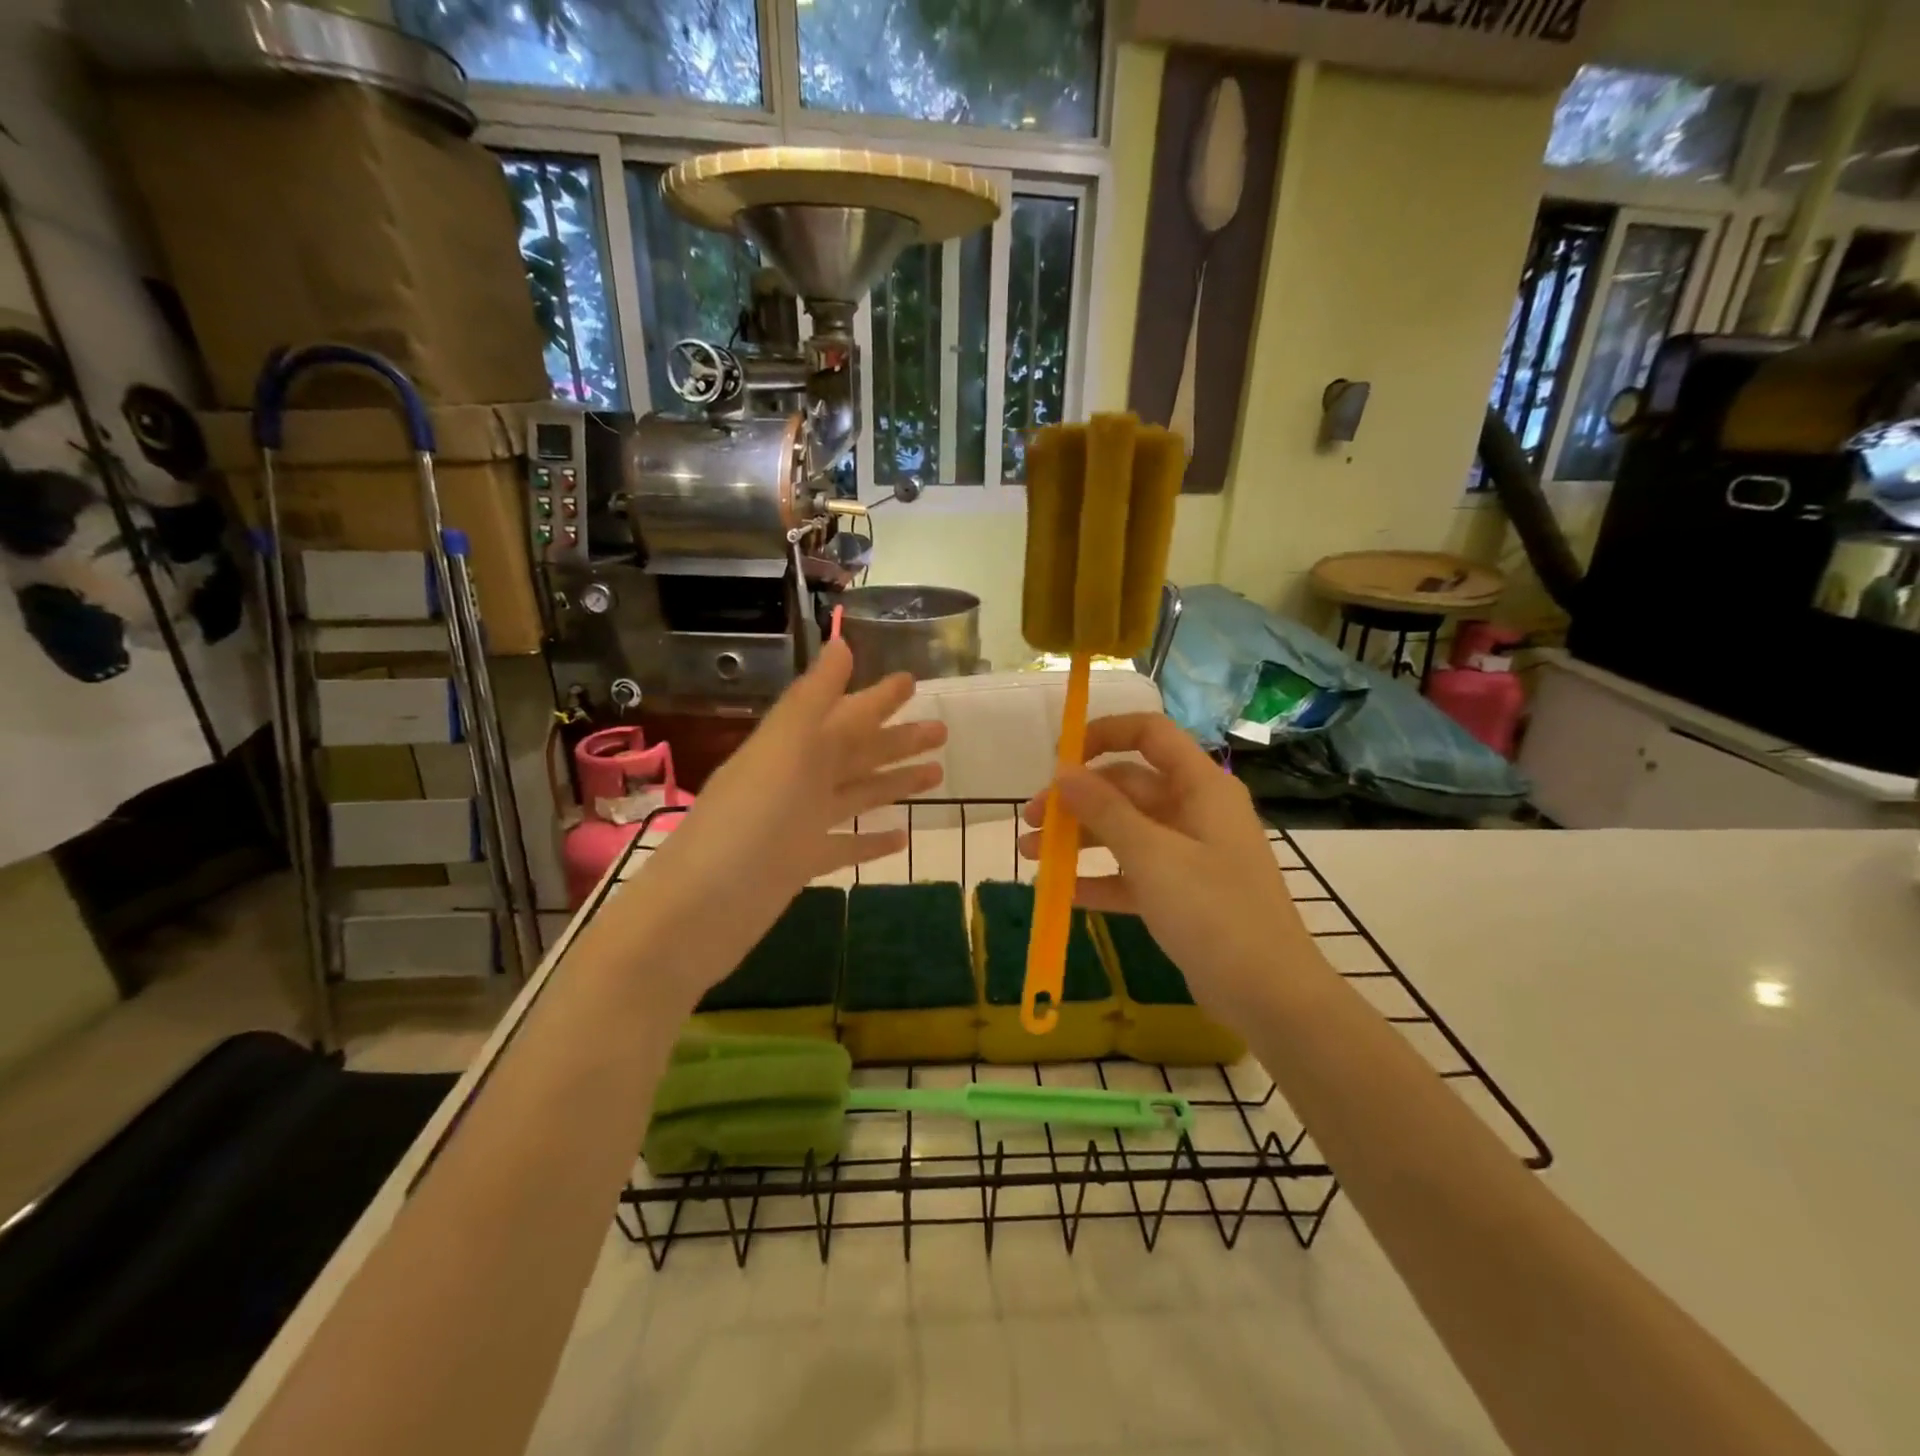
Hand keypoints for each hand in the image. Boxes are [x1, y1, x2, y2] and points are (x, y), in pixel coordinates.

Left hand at [614, 640, 945, 1007]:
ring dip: (893, 783)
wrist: (699, 912)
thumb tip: (841, 643)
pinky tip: (903, 836)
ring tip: (938, 774)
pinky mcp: (800, 864)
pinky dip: (872, 839)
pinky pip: (845, 844)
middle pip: (855, 752)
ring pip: (856, 794)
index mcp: (793, 747)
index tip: (913, 681)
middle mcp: (796, 779)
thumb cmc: (747, 823)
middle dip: (897, 740)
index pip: (844, 712)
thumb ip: (813, 700)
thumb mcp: (783, 750)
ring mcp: (798, 824)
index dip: (878, 697)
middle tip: (943, 730)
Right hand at [1019, 713, 1314, 1022]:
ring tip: (1031, 855)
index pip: (1150, 734)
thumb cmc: (1213, 911)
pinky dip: (1101, 878)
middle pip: (1128, 786)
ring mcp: (1190, 853)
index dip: (1103, 734)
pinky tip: (1063, 892)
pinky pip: (1134, 872)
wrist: (1269, 994)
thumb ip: (1104, 810)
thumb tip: (1063, 772)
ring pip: (1126, 830)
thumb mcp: (1152, 856)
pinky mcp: (1184, 892)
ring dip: (1079, 838)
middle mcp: (1196, 810)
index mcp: (1200, 786)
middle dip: (1077, 800)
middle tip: (1031, 821)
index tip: (1059, 759)